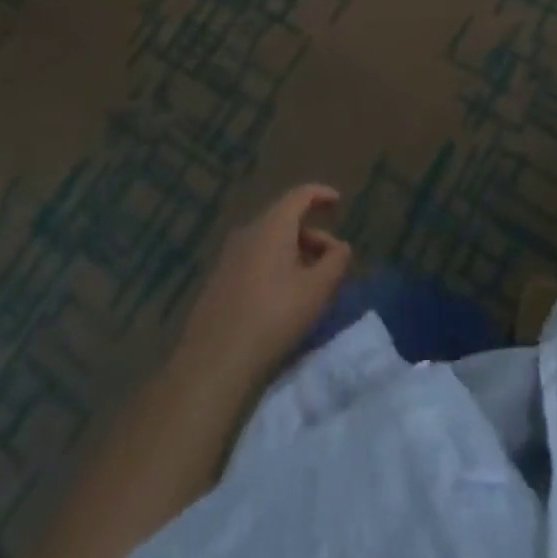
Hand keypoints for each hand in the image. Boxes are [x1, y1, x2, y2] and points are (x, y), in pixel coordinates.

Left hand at [177, 184, 352, 381]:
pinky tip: (283, 297)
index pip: (300, 195)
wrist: (214, 363)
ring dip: (295, 253)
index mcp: (272, 225)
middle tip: (332, 260)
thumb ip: (336, 262)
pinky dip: (276, 266)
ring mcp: (230, 256)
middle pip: (286, 220)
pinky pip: (255, 259)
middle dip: (313, 235)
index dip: (322, 194)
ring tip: (311, 283)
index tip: (338, 202)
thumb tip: (342, 247)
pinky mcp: (219, 281)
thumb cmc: (274, 317)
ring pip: (270, 242)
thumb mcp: (317, 290)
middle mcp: (249, 232)